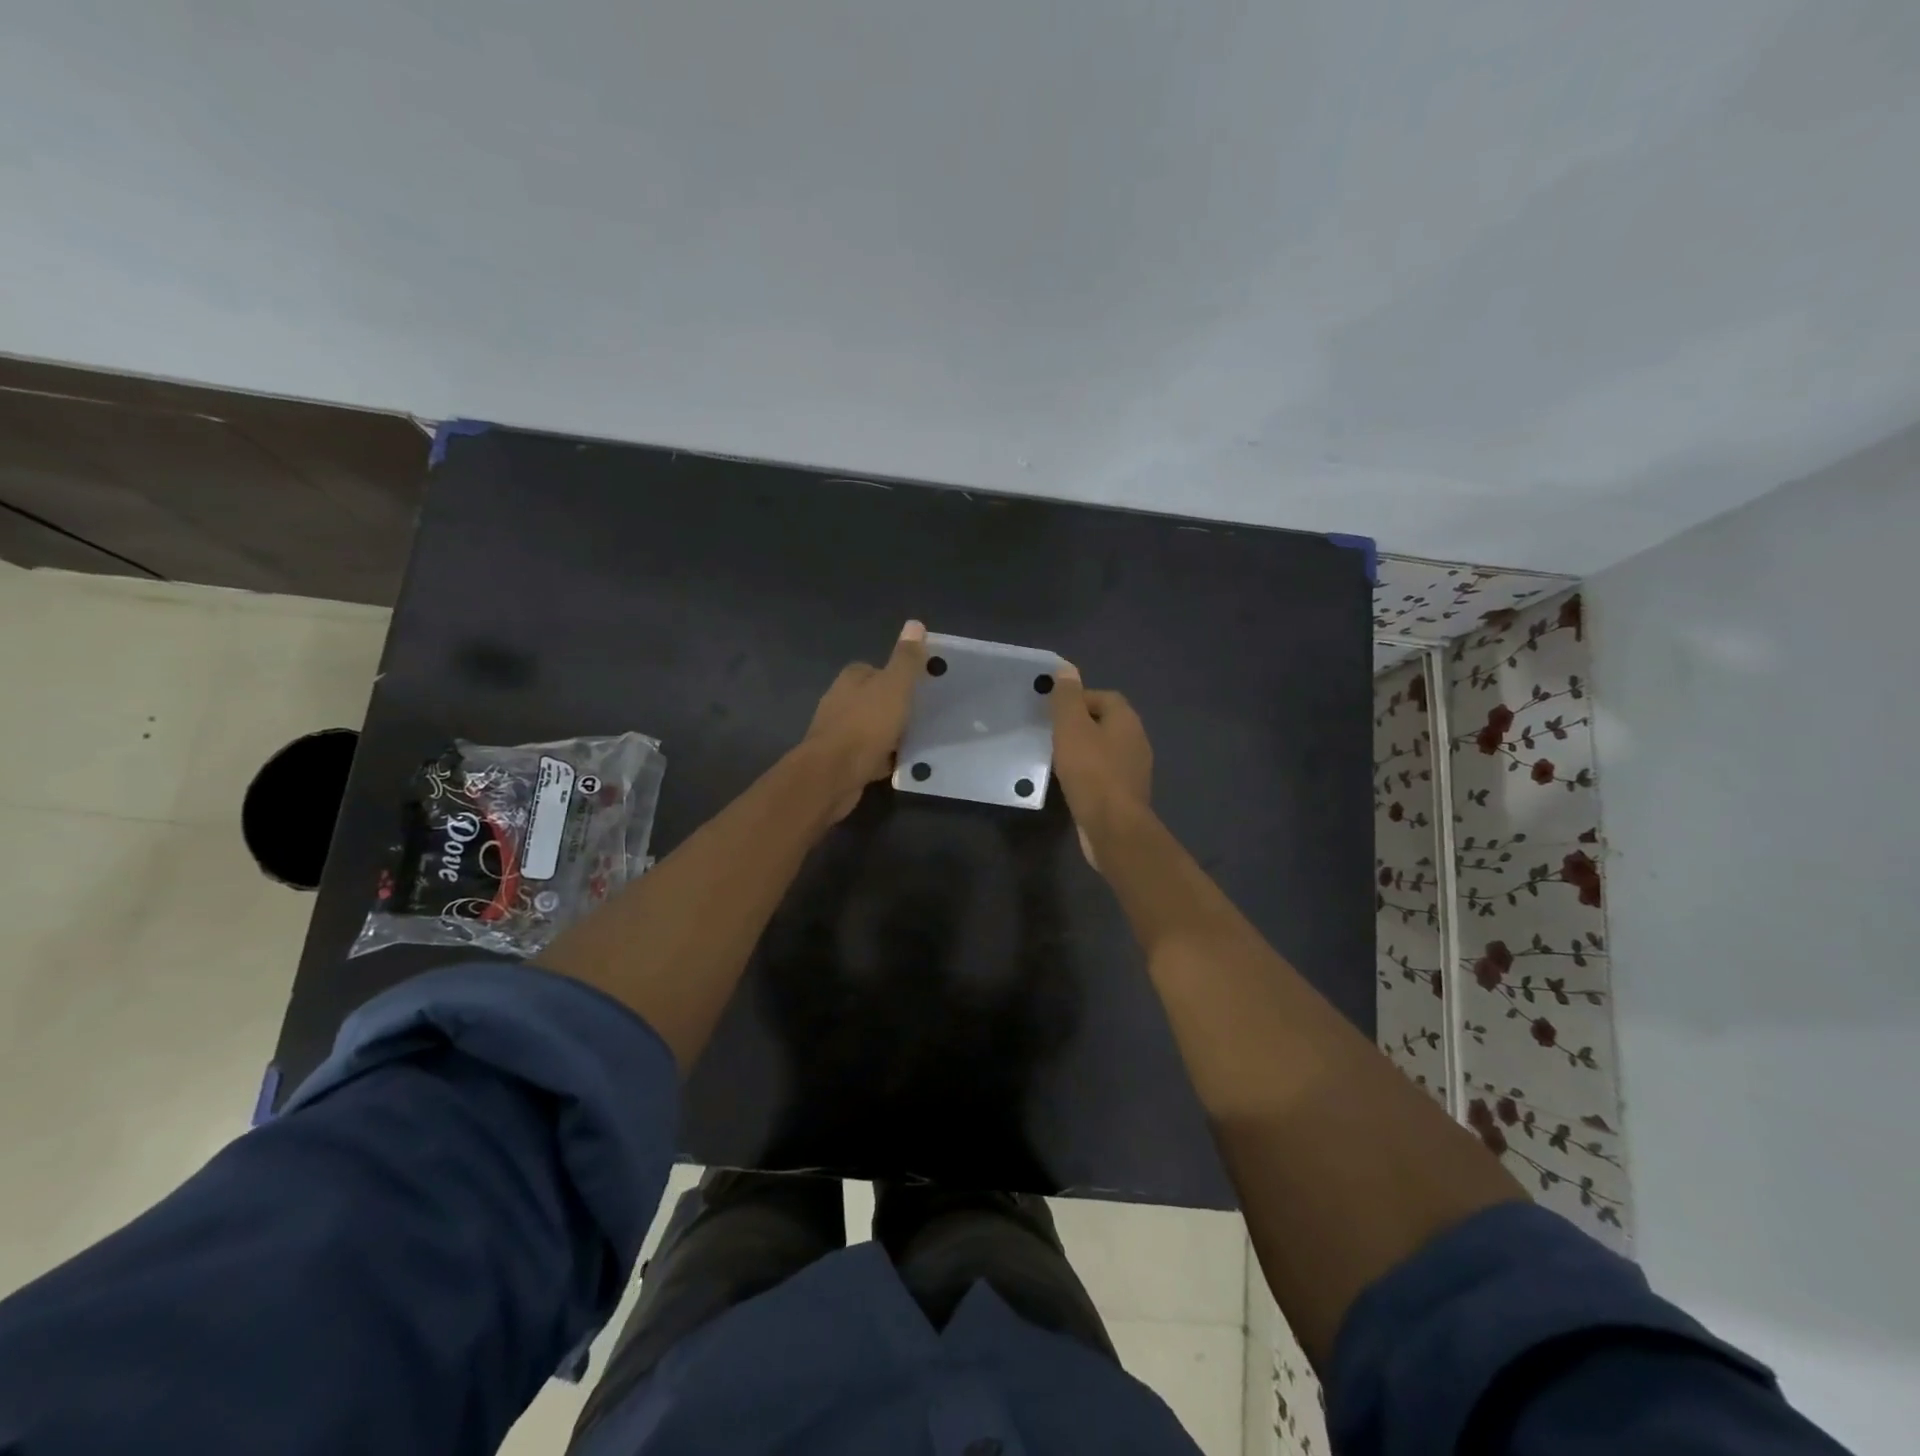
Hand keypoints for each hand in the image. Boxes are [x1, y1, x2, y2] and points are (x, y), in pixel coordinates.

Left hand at [802, 620, 928, 820]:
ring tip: (917, 741)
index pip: (877, 670)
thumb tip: (915, 624)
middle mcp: (840, 700)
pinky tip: (899, 763)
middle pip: (875, 699)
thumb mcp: (894, 686)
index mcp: (851, 678)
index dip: (899, 678)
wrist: (833, 774)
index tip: (921, 690)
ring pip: (872, 727)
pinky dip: (883, 757)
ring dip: (890, 734)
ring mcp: (838, 731)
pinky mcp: (840, 759)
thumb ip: (906, 659)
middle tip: (924, 717)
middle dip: (896, 707)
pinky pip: (869, 753)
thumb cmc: (866, 725)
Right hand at [1048, 664, 1152, 868]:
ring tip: (1058, 759)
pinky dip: (1089, 774)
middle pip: (1105, 722)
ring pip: (1105, 750)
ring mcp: (1134, 769)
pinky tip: (1071, 783)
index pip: (1104, 696)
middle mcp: (1136, 740)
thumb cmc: (1091, 772)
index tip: (1054, 713)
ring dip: (1084, 751)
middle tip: (1052, 734)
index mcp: (1126, 720)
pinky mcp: (1127, 794)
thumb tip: (1066, 669)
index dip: (1078, 699)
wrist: (1113, 828)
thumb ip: (1068, 698)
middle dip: (1080, 725)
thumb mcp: (1072, 728)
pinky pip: (1105, 774)